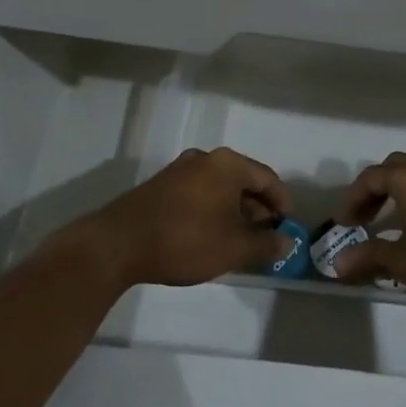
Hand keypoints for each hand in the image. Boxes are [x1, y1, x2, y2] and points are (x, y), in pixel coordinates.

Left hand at [69, 147, 295, 288]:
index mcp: (228, 164)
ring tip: (239, 240)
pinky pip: (200, 193)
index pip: (268, 178)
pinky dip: (212, 210)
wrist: (118, 244)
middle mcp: (206, 158)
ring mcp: (180, 170)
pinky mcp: (161, 185)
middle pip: (243, 180)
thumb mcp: (233, 248)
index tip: (287, 226)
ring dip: (234, 211)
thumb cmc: (186, 240)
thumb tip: (287, 241)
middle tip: (265, 236)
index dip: (282, 203)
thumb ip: (265, 243)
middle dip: (257, 208)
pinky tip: (210, 235)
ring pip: (220, 187)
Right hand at [330, 152, 405, 314]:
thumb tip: (338, 263)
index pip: (371, 177)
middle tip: (363, 218)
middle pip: (395, 168)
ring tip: (388, 219)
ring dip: (399, 190)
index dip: (352, 199)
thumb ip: (369, 256)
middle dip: (375, 189)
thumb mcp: (402, 262)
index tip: (343, 224)